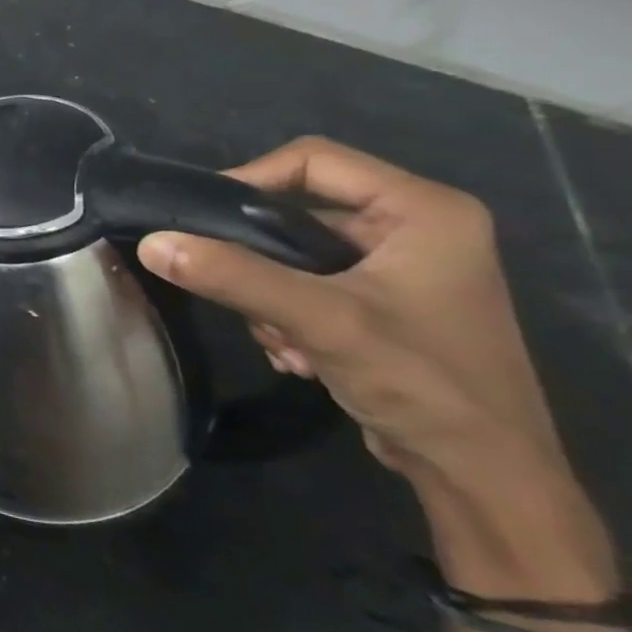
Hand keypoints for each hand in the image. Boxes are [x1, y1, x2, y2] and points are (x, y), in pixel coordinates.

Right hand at [135, 137, 561, 484]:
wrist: (480, 472)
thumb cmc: (421, 381)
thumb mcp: (320, 320)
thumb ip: (233, 276)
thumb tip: (150, 242)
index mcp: (422, 209)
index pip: (311, 160)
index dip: (248, 180)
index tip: (196, 221)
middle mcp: (412, 226)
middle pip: (296, 211)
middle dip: (256, 259)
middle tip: (238, 296)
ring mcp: (397, 266)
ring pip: (290, 252)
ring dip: (267, 296)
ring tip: (281, 340)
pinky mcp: (380, 302)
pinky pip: (303, 284)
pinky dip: (284, 315)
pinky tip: (295, 354)